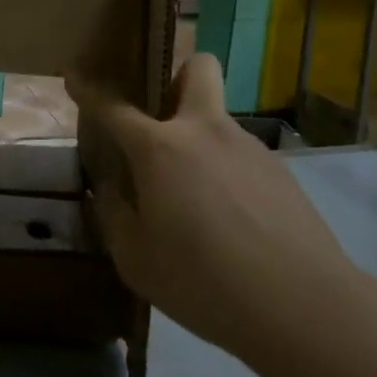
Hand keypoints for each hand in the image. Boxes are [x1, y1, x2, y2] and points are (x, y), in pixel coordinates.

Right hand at [68, 54, 357, 363]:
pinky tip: (230, 222)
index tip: (74, 76)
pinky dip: (227, 175)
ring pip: (218, 120)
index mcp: (160, 149)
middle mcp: (206, 132)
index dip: (88, 90)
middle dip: (175, 75)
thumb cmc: (203, 281)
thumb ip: (114, 215)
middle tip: (160, 116)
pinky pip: (241, 158)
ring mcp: (249, 148)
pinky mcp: (282, 174)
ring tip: (195, 198)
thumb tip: (112, 190)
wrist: (303, 307)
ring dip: (200, 140)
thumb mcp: (136, 259)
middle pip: (196, 68)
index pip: (114, 108)